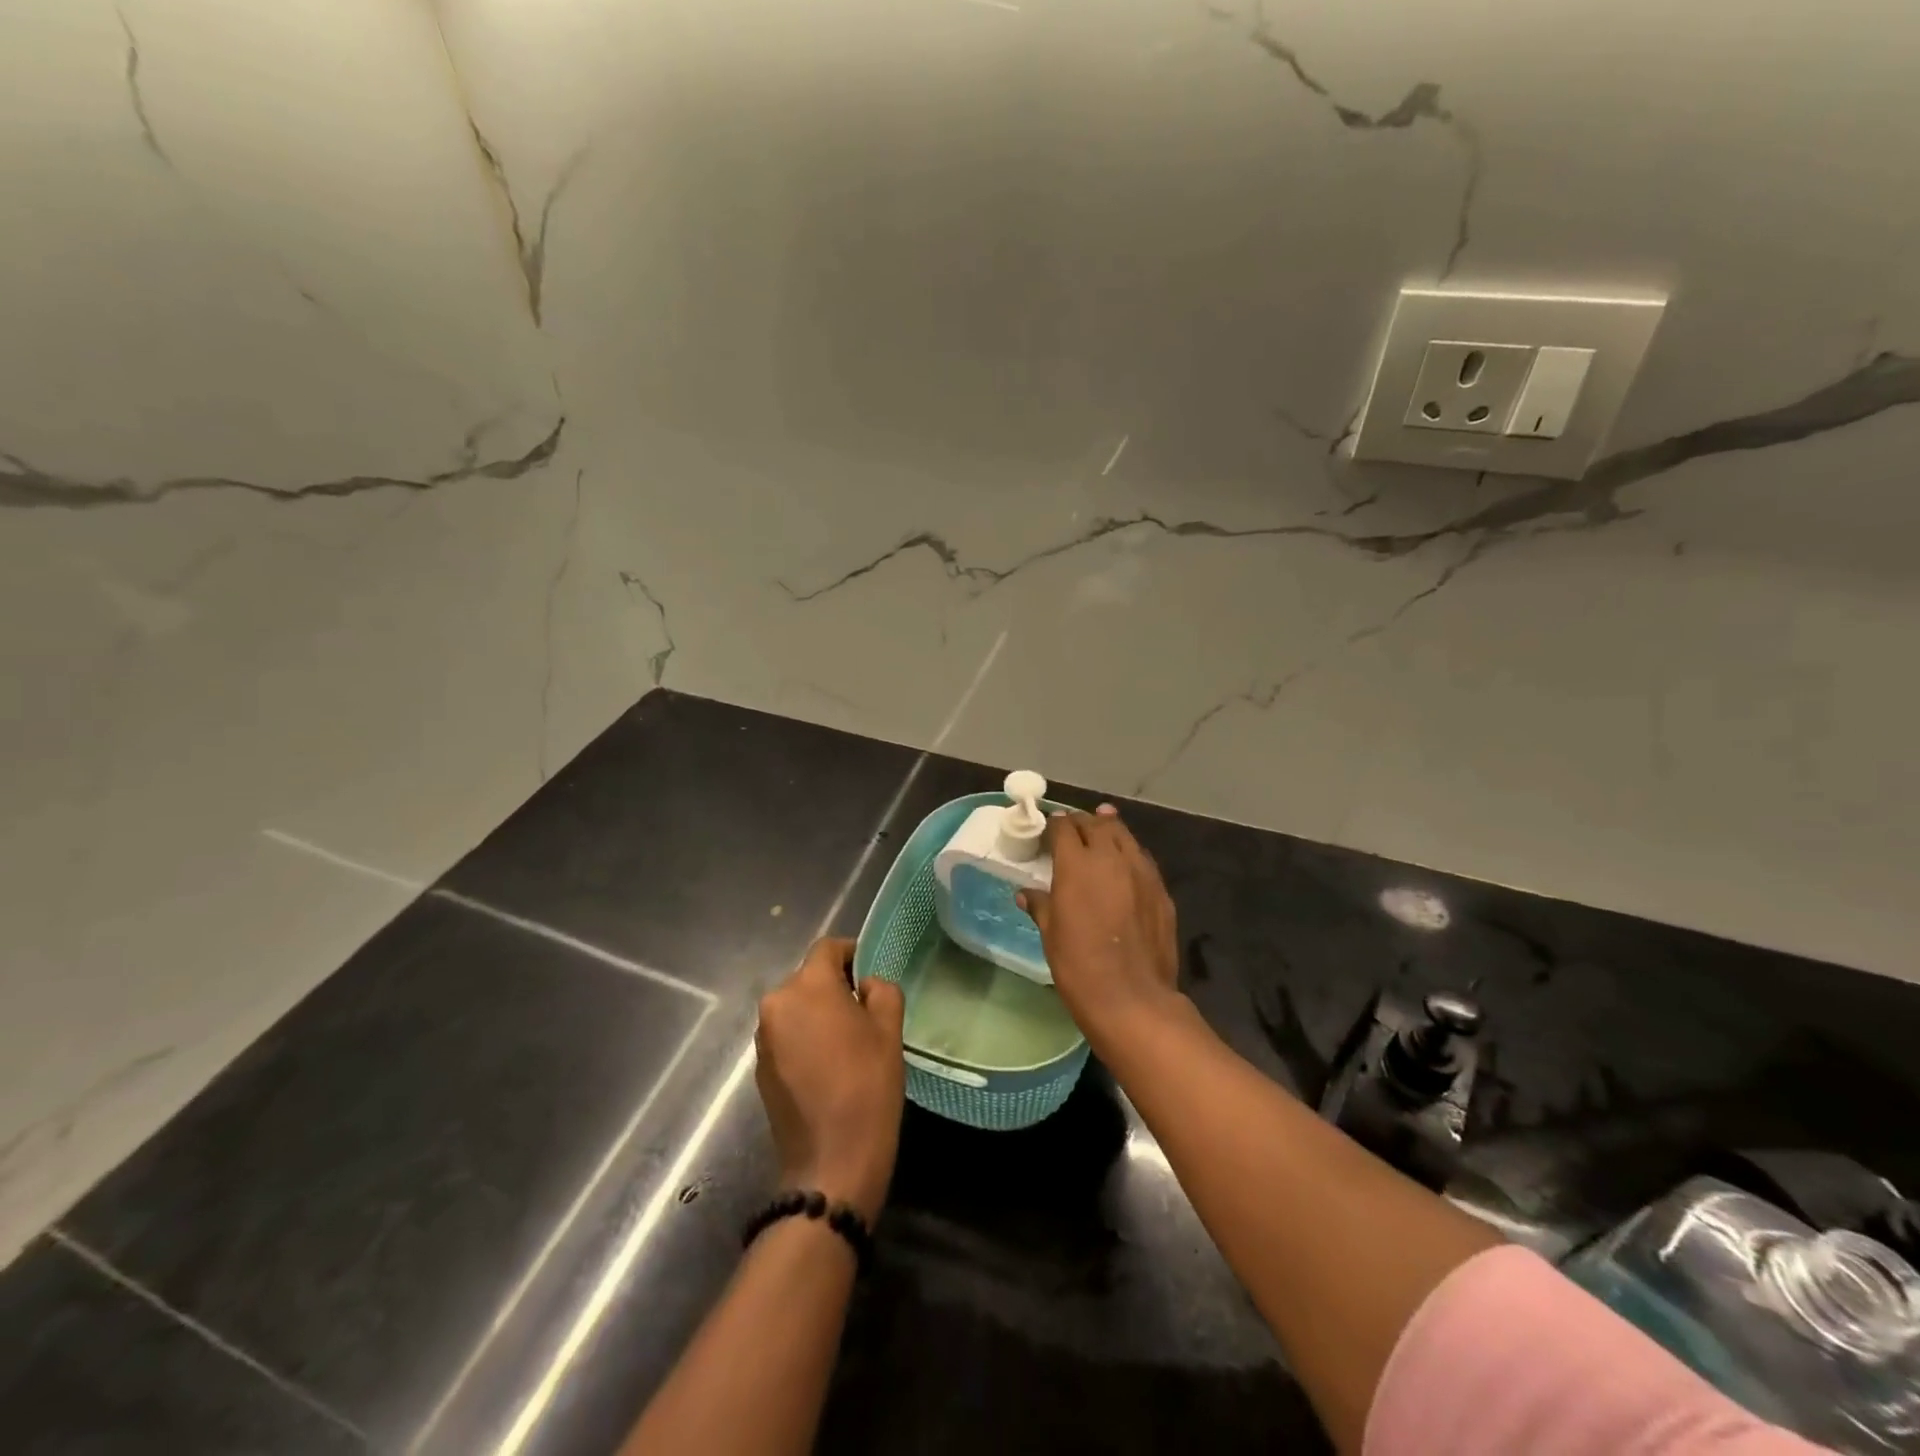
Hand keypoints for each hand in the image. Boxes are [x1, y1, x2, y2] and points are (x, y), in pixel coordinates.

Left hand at [755, 938, 904, 1223]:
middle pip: (809, 978)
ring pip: (797, 1007)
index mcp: (807, 986)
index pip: (828, 948)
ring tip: (848, 1041)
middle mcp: (776, 1004)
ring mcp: (763, 1038)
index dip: (852, 953)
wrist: (831, 1163)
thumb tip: (865, 986)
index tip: (871, 975)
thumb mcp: (889, 1029)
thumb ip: (881, 990)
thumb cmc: (867, 1086)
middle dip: (836, 987)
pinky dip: (806, 1038)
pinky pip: (787, 1035)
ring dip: (819, 1014)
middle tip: (866, 1011)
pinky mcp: (760, 1068)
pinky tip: (828, 1066)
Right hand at [1018, 806, 1181, 1045]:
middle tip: (1073, 827)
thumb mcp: (1051, 935)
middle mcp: (1110, 859)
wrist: (1133, 999)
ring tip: (1102, 823)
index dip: (1054, 824)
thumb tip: (1026, 893)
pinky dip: (1130, 853)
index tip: (1048, 827)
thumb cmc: (1079, 967)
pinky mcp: (1161, 891)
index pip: (1064, 828)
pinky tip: (1125, 862)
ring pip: (1124, 836)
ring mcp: (1141, 873)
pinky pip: (1143, 860)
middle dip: (1082, 822)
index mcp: (1076, 865)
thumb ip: (1041, 906)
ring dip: (1110, 828)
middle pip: (1096, 825)